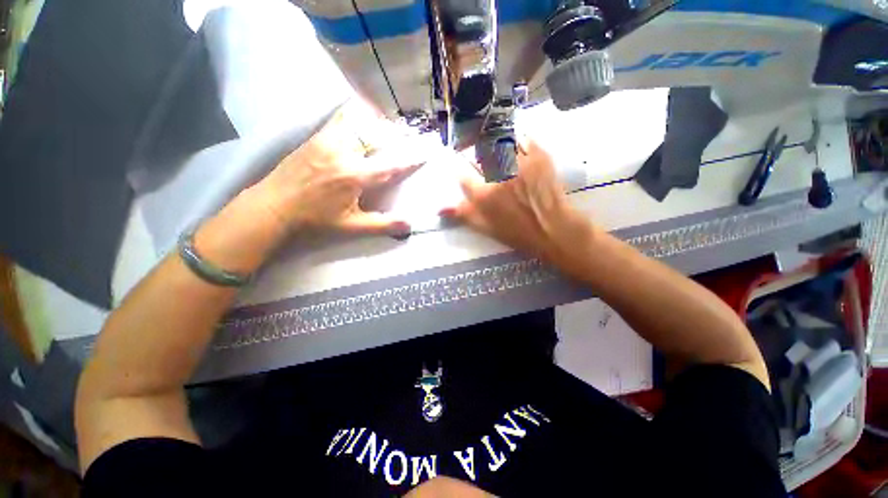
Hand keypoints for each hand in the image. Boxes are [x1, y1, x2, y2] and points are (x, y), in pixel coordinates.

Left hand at [256, 101, 420, 236]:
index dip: (410, 160)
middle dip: (395, 135)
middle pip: (377, 135)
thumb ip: (382, 225)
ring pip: (359, 123)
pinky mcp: (316, 137)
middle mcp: (344, 152)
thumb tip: (409, 225)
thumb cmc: (315, 220)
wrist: (273, 207)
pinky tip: (360, 125)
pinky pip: (341, 121)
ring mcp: (328, 140)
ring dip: (376, 125)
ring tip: (386, 130)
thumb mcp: (351, 227)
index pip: (391, 165)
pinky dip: (356, 120)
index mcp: (355, 175)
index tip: (424, 153)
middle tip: (407, 137)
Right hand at [440, 140, 594, 260]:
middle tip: (483, 161)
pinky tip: (515, 145)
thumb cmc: (517, 232)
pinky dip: (517, 138)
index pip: (463, 175)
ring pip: (499, 140)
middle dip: (476, 155)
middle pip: (479, 153)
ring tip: (498, 151)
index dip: (461, 171)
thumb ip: (463, 215)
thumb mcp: (486, 228)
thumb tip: (439, 209)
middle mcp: (498, 175)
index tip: (463, 170)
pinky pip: (522, 137)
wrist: (553, 228)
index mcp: (484, 194)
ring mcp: (520, 162)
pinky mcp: (538, 155)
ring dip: (494, 144)